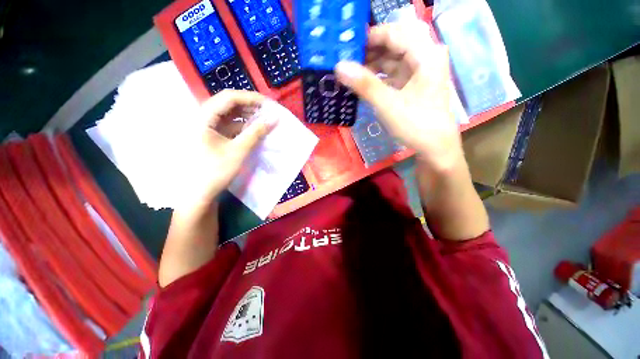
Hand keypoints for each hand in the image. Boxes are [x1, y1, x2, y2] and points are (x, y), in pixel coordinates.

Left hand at [175, 90, 275, 215]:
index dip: (250, 98)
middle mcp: (202, 117)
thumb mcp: (238, 151)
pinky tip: (254, 129)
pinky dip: (242, 125)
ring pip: (229, 114)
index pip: (228, 98)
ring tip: (264, 119)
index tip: (269, 104)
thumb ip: (256, 133)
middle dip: (250, 106)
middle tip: (268, 112)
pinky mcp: (211, 135)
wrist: (198, 193)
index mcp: (202, 117)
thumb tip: (274, 119)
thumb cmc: (215, 172)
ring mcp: (206, 126)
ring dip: (247, 115)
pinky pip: (228, 124)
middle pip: (228, 103)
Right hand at [335, 22, 463, 173]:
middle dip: (368, 52)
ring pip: (391, 60)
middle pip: (392, 45)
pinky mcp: (412, 84)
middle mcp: (424, 57)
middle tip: (344, 61)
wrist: (434, 148)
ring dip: (371, 65)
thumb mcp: (388, 105)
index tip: (346, 47)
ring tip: (349, 73)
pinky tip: (362, 83)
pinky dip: (377, 77)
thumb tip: (339, 66)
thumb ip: (364, 84)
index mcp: (425, 54)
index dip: (369, 37)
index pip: (393, 33)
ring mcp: (419, 71)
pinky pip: (392, 74)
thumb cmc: (416, 125)